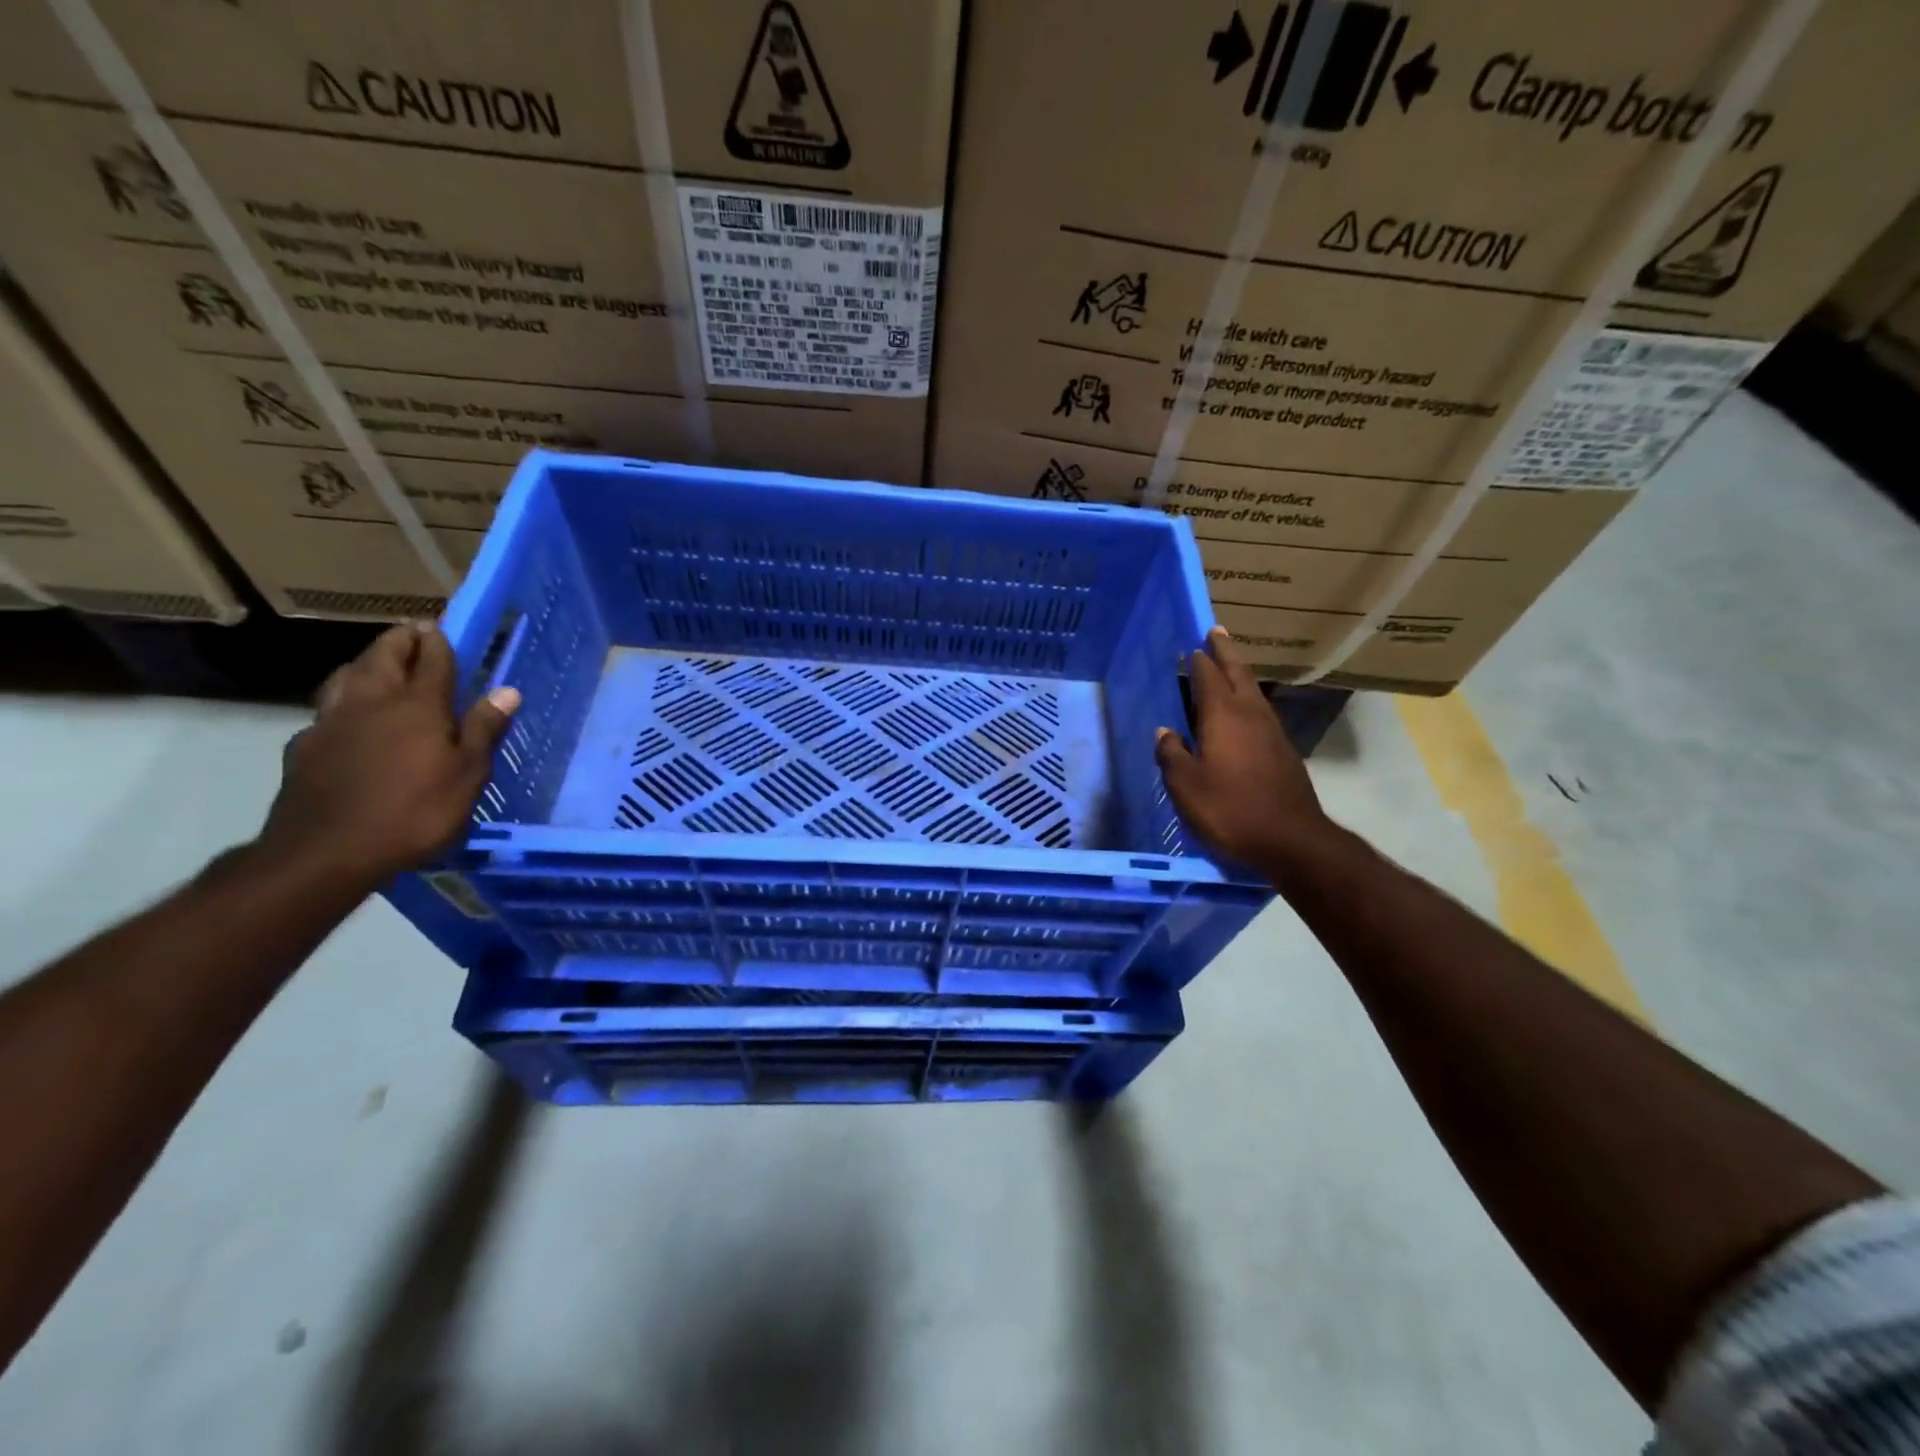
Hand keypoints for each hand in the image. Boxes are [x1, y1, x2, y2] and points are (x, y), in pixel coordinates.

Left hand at [258, 624, 520, 887]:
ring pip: (347, 677)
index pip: (432, 662)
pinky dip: (341, 700)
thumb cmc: (415, 811)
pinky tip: (345, 715)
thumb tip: (507, 691)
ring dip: (365, 662)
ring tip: (376, 661)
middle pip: (384, 658)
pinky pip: (326, 710)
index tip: (440, 628)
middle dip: (400, 641)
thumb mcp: (467, 774)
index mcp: (418, 707)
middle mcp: (373, 703)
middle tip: (412, 631)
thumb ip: (483, 729)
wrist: (327, 851)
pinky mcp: (305, 746)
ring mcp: (333, 722)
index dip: (438, 643)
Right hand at [1154, 627, 1332, 871]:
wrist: (1291, 840)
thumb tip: (1165, 732)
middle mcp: (1250, 714)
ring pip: (1253, 691)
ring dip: (1239, 673)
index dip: (1198, 660)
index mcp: (1223, 716)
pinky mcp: (1283, 751)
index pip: (1207, 676)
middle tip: (1216, 631)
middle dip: (1225, 651)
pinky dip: (1248, 700)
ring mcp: (1272, 731)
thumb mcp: (1185, 786)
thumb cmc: (1230, 809)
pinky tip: (1242, 712)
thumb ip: (1172, 755)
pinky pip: (1261, 712)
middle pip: (1238, 673)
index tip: (1191, 644)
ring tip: (1228, 665)